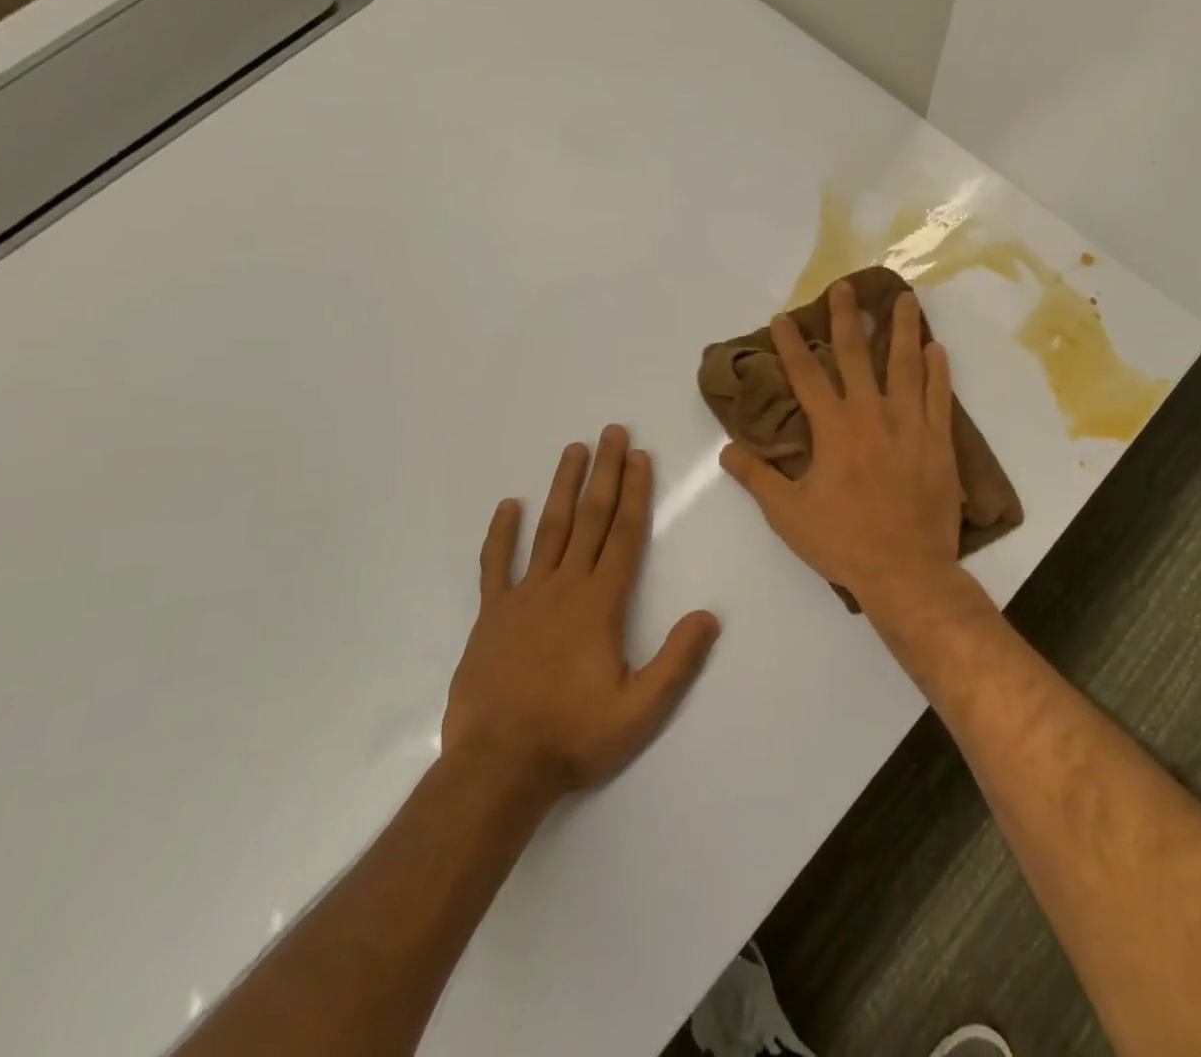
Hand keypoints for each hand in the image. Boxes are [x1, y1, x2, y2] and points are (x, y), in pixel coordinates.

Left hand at [442, 426, 720, 795]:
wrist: (497, 768)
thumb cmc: (574, 735)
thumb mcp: (641, 709)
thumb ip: (677, 660)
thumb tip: (709, 615)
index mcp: (600, 603)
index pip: (624, 534)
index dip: (635, 492)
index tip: (640, 456)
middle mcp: (564, 587)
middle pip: (589, 518)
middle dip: (605, 473)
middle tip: (612, 432)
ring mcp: (523, 597)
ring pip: (548, 530)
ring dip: (563, 487)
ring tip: (573, 450)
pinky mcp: (491, 616)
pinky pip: (495, 566)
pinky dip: (501, 534)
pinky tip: (508, 506)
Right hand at [719, 281, 963, 611]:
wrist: (906, 570)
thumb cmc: (843, 542)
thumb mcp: (788, 514)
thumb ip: (757, 477)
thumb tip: (726, 450)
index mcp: (833, 429)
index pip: (806, 375)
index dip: (792, 345)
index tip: (783, 318)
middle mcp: (871, 414)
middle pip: (856, 355)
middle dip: (847, 318)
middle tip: (845, 286)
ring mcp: (910, 424)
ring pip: (905, 365)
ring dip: (901, 329)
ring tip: (903, 298)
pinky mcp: (938, 440)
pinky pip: (939, 395)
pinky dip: (937, 370)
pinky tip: (935, 348)